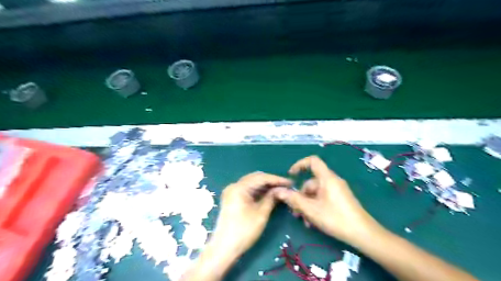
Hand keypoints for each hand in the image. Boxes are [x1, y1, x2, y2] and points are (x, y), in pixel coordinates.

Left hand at [210, 171, 291, 256]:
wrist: (224, 248)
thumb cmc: (244, 231)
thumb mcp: (261, 214)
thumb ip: (272, 198)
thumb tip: (282, 189)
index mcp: (239, 187)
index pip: (261, 178)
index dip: (277, 180)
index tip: (290, 182)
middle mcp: (234, 185)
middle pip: (255, 178)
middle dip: (271, 181)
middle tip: (286, 186)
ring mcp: (232, 191)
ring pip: (252, 183)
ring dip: (265, 186)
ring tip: (280, 189)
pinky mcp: (232, 198)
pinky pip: (247, 190)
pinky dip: (258, 191)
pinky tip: (268, 194)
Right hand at [273, 154, 382, 244]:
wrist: (364, 234)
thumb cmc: (336, 218)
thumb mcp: (311, 209)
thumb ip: (293, 199)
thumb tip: (278, 191)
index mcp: (327, 178)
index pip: (312, 161)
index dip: (299, 164)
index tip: (291, 176)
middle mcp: (332, 181)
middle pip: (311, 182)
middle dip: (301, 196)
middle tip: (295, 211)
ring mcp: (337, 191)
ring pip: (316, 193)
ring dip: (307, 205)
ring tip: (304, 221)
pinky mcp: (340, 199)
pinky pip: (323, 198)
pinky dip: (315, 207)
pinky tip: (313, 222)